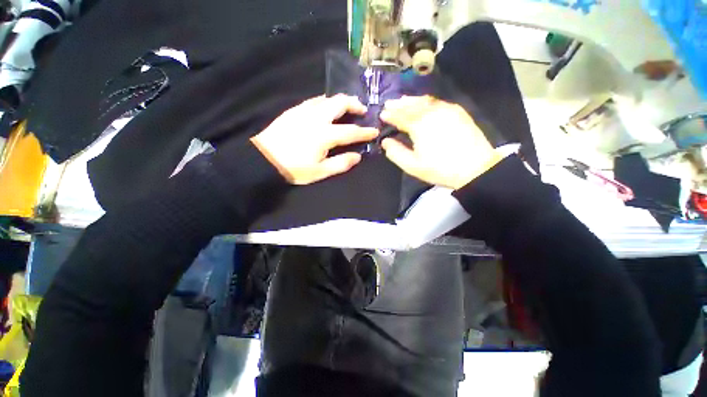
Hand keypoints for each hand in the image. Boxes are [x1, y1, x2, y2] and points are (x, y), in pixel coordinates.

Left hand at [251, 95, 378, 184]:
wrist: (263, 159)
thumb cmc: (294, 168)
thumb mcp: (320, 172)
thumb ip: (341, 163)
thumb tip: (358, 156)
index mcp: (324, 135)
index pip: (351, 131)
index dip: (365, 131)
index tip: (375, 131)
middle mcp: (316, 118)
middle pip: (340, 103)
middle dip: (355, 104)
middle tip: (363, 110)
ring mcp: (304, 111)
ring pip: (327, 98)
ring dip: (341, 101)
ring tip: (348, 107)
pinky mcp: (294, 110)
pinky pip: (314, 100)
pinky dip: (326, 101)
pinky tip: (327, 107)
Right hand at [380, 96, 502, 189]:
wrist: (475, 168)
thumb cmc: (440, 169)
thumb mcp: (412, 166)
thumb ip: (395, 153)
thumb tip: (385, 141)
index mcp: (419, 126)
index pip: (400, 116)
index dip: (390, 115)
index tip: (382, 114)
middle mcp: (431, 113)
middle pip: (412, 105)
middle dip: (398, 104)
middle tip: (389, 103)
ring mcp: (446, 110)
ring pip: (425, 101)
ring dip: (412, 100)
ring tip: (403, 100)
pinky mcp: (457, 111)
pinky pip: (438, 102)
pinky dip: (427, 101)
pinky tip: (424, 103)